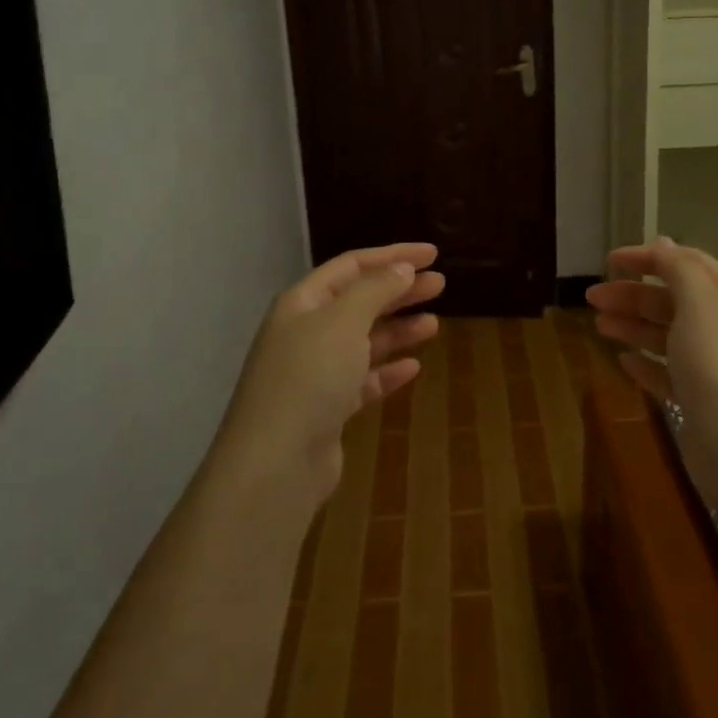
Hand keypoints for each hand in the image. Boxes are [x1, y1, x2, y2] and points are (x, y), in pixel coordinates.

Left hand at [214, 243, 444, 507]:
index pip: (352, 266)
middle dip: (399, 290)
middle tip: (440, 285)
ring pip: (363, 341)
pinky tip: (412, 367)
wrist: (276, 462)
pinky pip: (362, 380)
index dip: (392, 256)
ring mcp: (315, 372)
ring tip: (434, 324)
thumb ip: (375, 290)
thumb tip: (401, 269)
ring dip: (397, 330)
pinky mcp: (326, 409)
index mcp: (303, 302)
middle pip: (359, 301)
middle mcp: (306, 332)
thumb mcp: (344, 321)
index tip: (432, 255)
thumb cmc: (310, 377)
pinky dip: (386, 370)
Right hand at [586, 237, 717, 494]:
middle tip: (592, 298)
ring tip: (599, 325)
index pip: (686, 264)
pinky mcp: (699, 402)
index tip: (610, 261)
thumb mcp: (700, 303)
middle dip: (632, 294)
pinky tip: (623, 361)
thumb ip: (679, 269)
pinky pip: (666, 374)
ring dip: (632, 326)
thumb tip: (664, 242)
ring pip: (665, 336)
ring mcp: (711, 367)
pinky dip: (645, 364)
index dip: (649, 257)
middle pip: (671, 300)